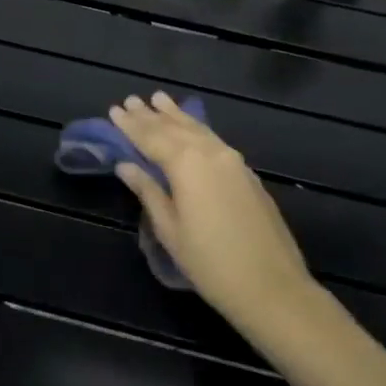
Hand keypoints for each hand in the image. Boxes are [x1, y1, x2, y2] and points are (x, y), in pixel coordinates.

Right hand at [109, 92, 315, 331]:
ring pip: (198, 130)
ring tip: (159, 99)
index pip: (151, 137)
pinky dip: (196, 129)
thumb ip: (148, 191)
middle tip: (131, 100)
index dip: (130, 125)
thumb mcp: (170, 230)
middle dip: (151, 115)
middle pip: (175, 128)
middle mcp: (210, 153)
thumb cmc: (210, 263)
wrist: (272, 286)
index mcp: (186, 164)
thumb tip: (126, 165)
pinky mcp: (247, 174)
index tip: (114, 109)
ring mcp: (233, 161)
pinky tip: (192, 128)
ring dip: (176, 115)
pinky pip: (214, 140)